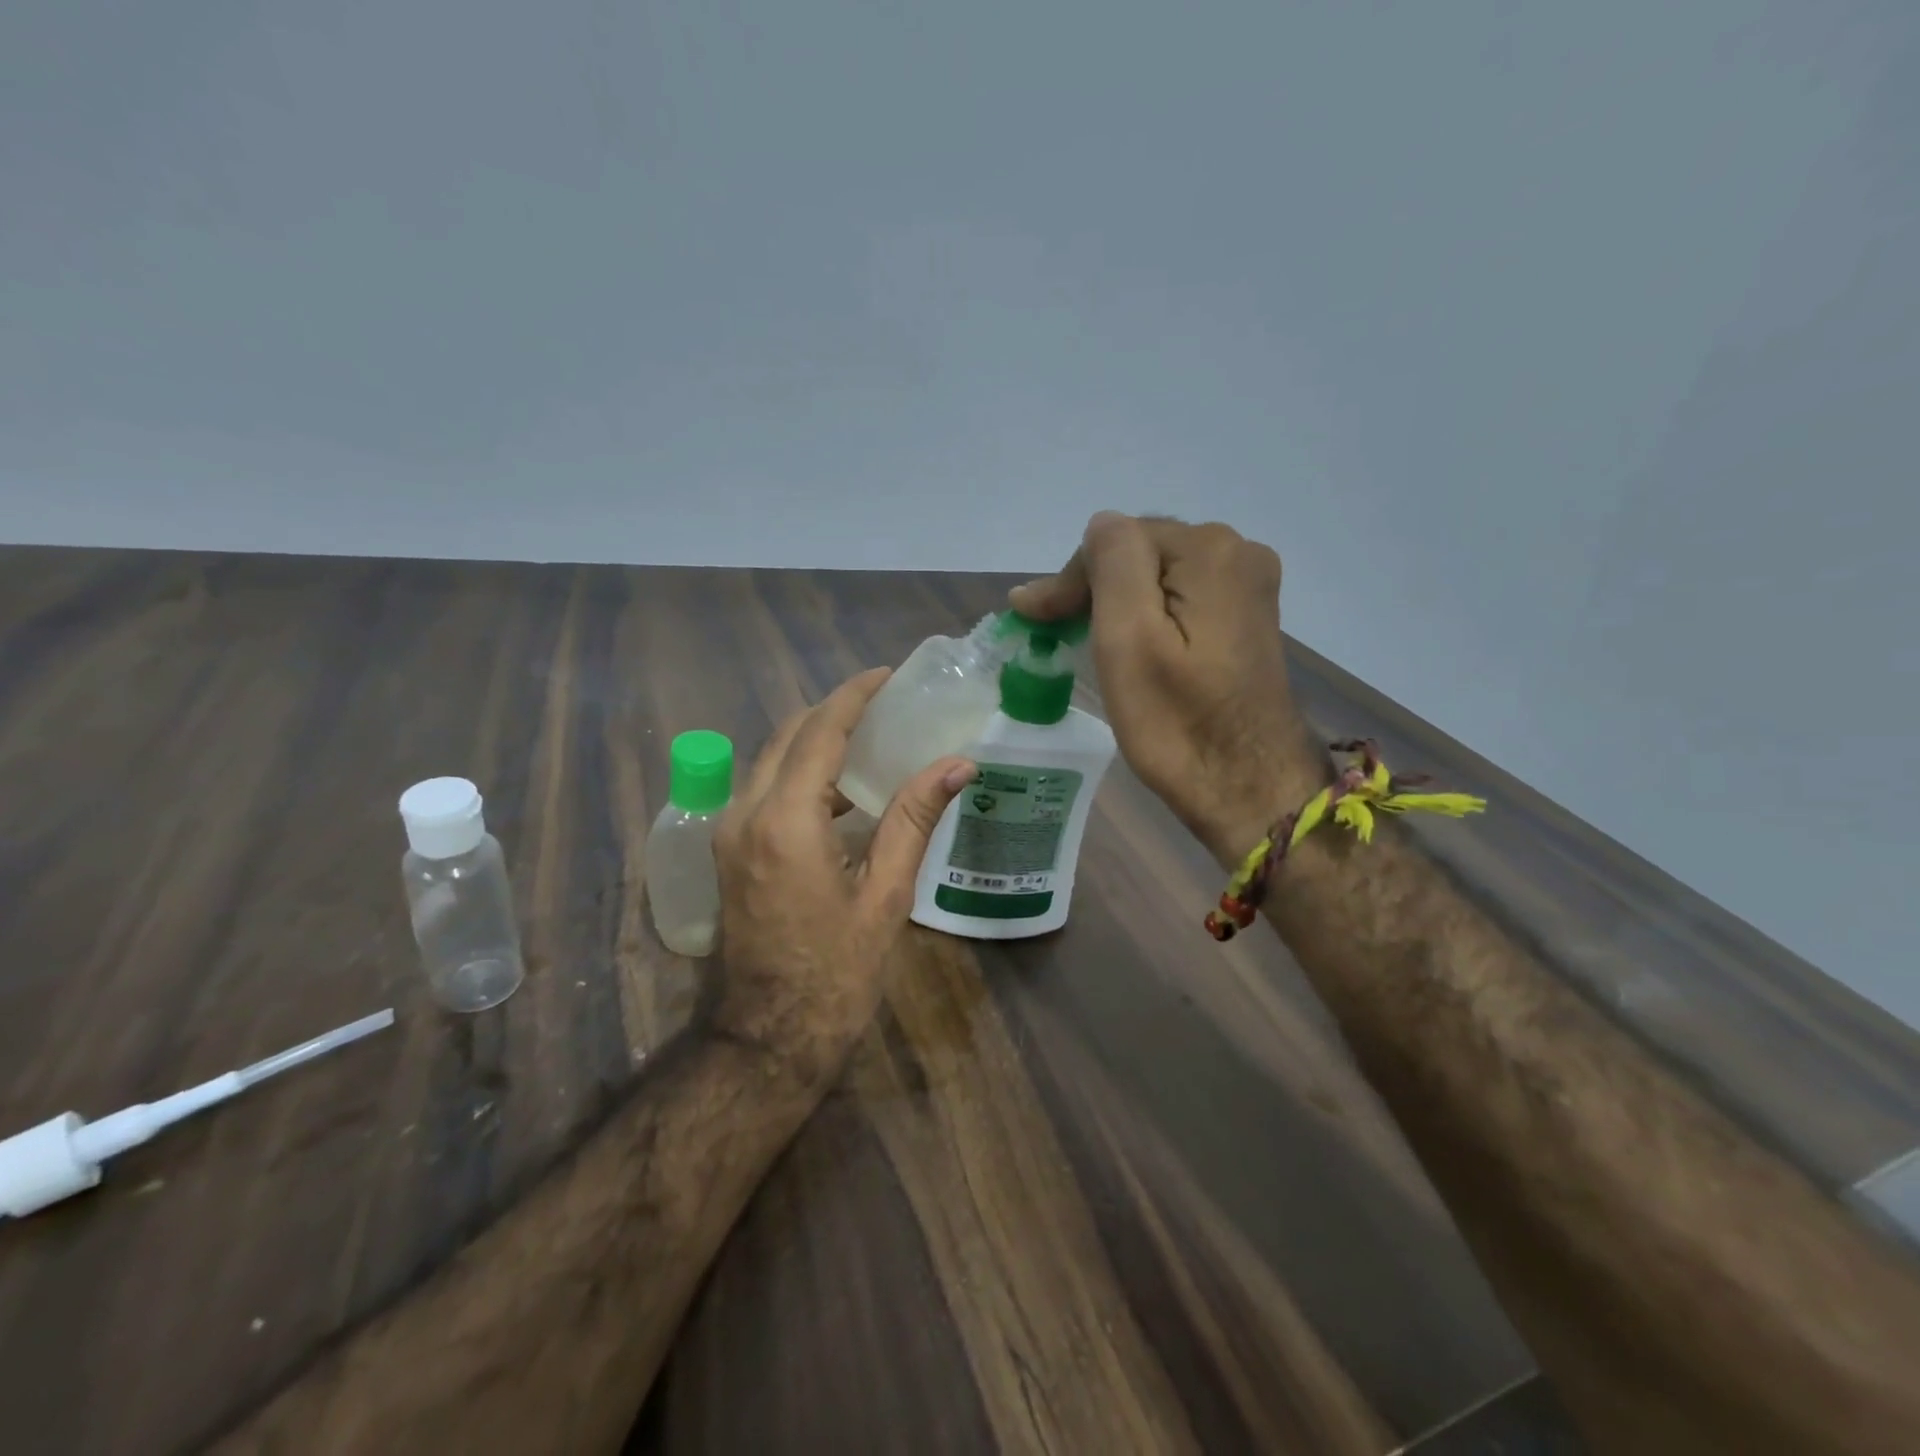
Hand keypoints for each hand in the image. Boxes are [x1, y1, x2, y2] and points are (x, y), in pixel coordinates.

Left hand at [711, 668, 974, 1077]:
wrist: (767, 1039)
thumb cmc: (835, 974)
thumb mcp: (885, 896)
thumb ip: (914, 820)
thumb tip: (958, 764)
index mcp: (785, 820)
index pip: (819, 732)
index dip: (853, 696)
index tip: (886, 674)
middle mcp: (746, 813)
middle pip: (788, 736)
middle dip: (834, 711)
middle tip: (884, 703)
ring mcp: (730, 833)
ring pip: (772, 761)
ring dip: (816, 741)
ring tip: (870, 737)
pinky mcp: (730, 852)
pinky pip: (766, 790)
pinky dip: (802, 774)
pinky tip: (843, 790)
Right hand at [1010, 512, 1322, 863]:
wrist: (1249, 790)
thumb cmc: (1177, 722)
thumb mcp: (1128, 638)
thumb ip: (1112, 563)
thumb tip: (1099, 525)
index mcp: (1210, 551)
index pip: (1116, 540)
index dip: (1071, 580)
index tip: (1035, 622)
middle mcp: (1239, 552)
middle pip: (1139, 553)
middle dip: (1092, 588)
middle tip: (1050, 631)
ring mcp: (1249, 586)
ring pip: (1158, 577)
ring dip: (1116, 602)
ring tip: (1081, 638)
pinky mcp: (1247, 619)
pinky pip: (1181, 599)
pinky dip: (1147, 616)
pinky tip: (1130, 645)